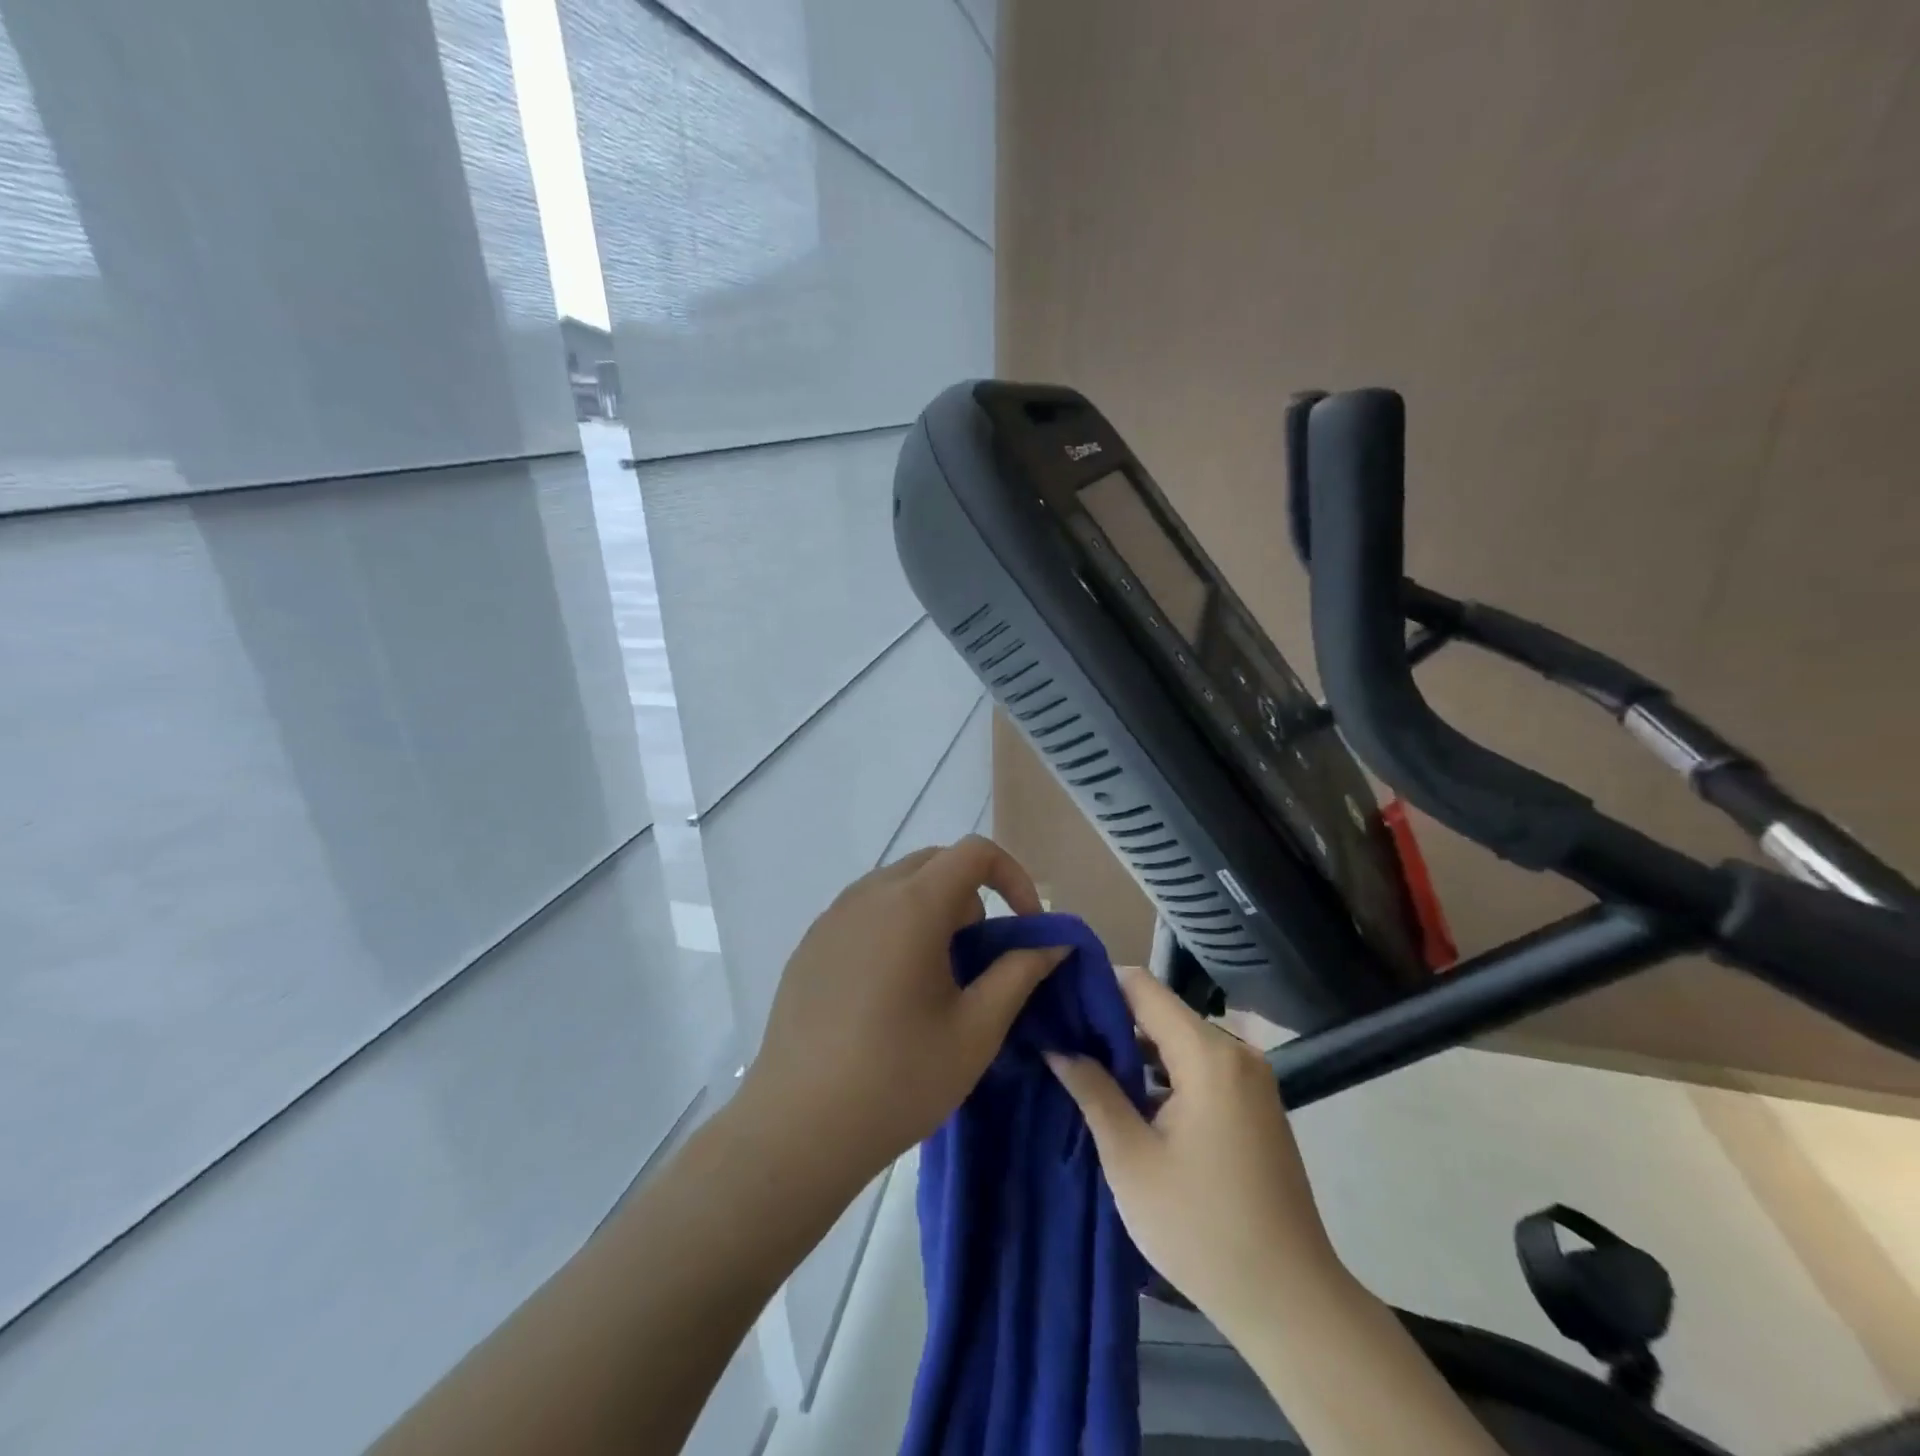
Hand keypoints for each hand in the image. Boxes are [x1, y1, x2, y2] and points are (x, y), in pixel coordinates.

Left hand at [743, 837, 1070, 1191]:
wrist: (798, 1127)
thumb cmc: (899, 1078)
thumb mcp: (977, 1029)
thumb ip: (1020, 972)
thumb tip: (1054, 941)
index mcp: (912, 905)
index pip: (975, 852)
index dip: (1013, 877)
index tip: (1024, 926)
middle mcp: (868, 894)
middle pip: (935, 863)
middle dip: (971, 896)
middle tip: (977, 959)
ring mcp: (832, 916)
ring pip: (898, 886)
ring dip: (932, 911)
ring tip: (934, 979)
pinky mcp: (810, 943)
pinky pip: (865, 911)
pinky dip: (894, 927)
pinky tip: (887, 992)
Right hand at [1046, 968, 1345, 1336]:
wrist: (1291, 1304)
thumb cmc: (1201, 1228)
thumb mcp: (1131, 1159)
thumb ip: (1093, 1091)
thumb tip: (1057, 1046)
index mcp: (1208, 1055)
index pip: (1143, 987)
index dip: (1097, 986)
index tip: (1057, 999)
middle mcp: (1236, 1052)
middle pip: (1162, 1011)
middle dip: (1112, 1020)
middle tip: (1062, 1036)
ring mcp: (1251, 1078)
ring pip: (1180, 1039)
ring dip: (1136, 1049)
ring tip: (1086, 1062)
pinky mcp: (1255, 1104)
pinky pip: (1200, 1066)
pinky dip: (1164, 1072)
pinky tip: (1131, 1096)